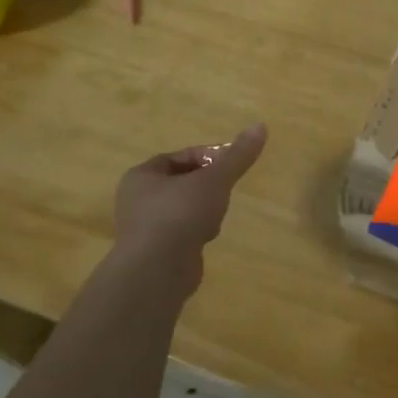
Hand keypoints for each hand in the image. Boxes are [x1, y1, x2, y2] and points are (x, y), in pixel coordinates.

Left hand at [112, 123, 266, 267]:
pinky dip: (196, 232)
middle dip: (207, 186)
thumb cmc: (180, 214)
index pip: (179, 157)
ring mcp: (145, 229)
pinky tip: (207, 238)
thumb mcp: (214, 180)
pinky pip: (182, 233)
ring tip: (216, 218)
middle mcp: (137, 200)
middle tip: (225, 191)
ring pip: (184, 208)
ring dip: (203, 210)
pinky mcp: (156, 253)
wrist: (157, 272)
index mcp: (142, 176)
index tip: (231, 165)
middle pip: (182, 183)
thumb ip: (237, 156)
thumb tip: (261, 125)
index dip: (208, 157)